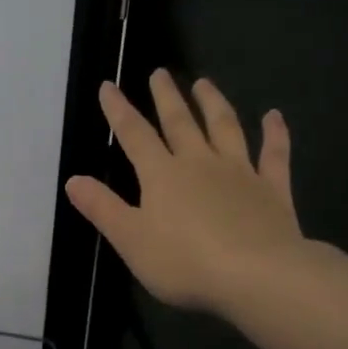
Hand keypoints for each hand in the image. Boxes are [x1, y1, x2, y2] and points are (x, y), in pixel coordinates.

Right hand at [64, 70, 308, 316]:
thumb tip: (73, 180)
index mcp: (162, 175)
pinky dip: (275, 134)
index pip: (134, 135)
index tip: (109, 85)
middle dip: (167, 97)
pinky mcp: (273, 190)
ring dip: (213, 103)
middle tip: (160, 72)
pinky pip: (274, 155)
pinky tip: (274, 116)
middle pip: (180, 123)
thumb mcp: (131, 239)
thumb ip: (102, 208)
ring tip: (204, 83)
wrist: (258, 276)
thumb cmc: (185, 262)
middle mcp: (200, 164)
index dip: (119, 110)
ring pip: (225, 128)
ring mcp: (240, 173)